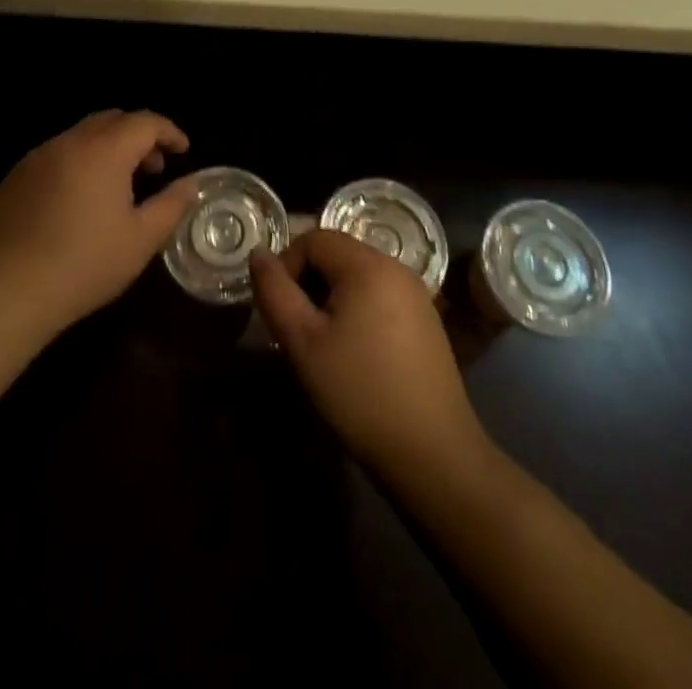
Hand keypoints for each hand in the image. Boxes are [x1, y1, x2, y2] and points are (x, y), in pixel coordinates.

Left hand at [0, 110, 194, 333]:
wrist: (6, 290)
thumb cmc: (84, 264)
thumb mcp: (141, 240)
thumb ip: (171, 205)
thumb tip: (190, 184)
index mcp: (104, 151)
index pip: (145, 122)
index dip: (169, 131)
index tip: (183, 151)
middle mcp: (69, 142)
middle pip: (112, 120)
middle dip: (138, 136)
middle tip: (153, 168)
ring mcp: (37, 157)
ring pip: (81, 135)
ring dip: (107, 148)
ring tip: (118, 186)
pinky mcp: (14, 177)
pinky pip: (56, 155)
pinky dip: (78, 163)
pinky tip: (78, 201)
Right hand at [250, 230, 490, 480]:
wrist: (432, 453)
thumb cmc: (360, 392)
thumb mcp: (303, 342)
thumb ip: (275, 292)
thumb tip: (259, 254)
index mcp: (368, 265)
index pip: (315, 238)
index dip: (287, 264)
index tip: (279, 308)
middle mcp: (396, 268)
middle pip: (338, 254)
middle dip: (308, 281)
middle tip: (296, 327)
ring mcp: (417, 294)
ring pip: (358, 276)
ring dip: (331, 297)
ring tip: (321, 342)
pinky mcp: (426, 320)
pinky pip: (380, 296)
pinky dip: (358, 310)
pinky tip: (355, 353)